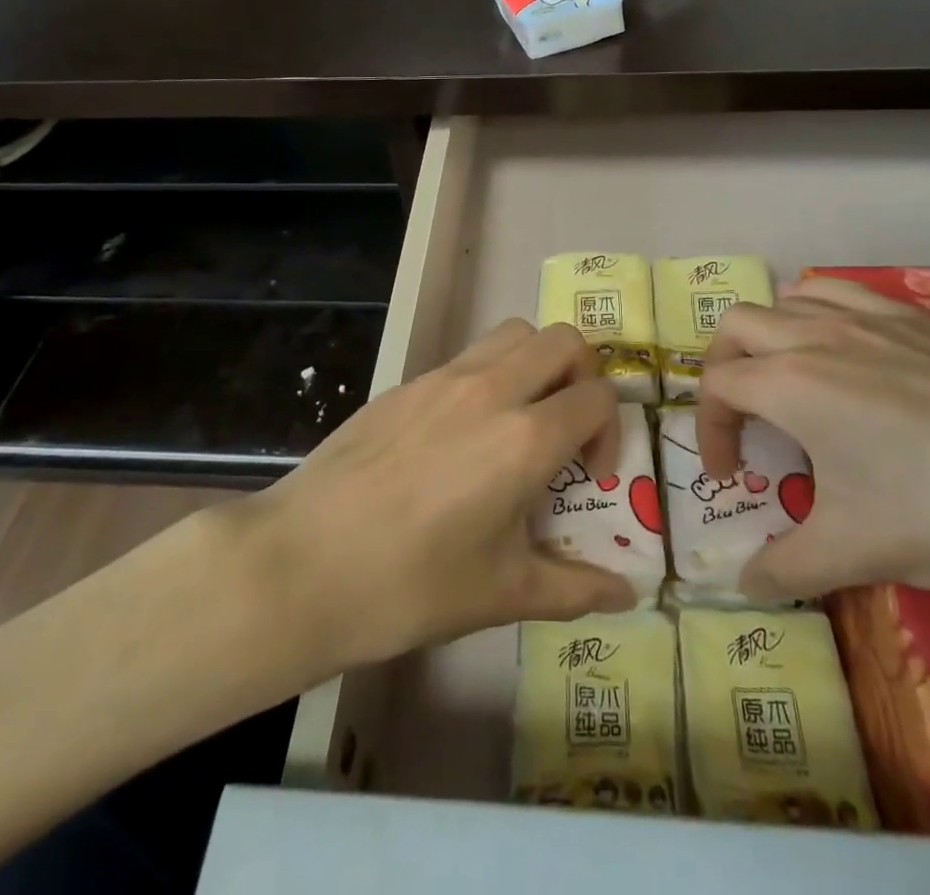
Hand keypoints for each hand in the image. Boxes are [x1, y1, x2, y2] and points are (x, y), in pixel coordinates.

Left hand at [248, 319, 634, 669]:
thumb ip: (574, 587)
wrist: (301, 563)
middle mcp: (491, 390)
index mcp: (523, 438)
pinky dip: (489, 376)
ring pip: (513, 334)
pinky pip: (467, 356)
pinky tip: (462, 436)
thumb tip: (628, 595)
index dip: (610, 433)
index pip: (598, 397)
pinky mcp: (406, 383)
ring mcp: (443, 378)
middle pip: (563, 340)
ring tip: (520, 421)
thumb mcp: (501, 594)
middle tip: (565, 429)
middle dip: (583, 377)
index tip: (590, 477)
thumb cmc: (408, 585)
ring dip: (536, 364)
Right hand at [698, 276, 929, 600]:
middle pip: (737, 325)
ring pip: (788, 297)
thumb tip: (744, 586)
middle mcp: (817, 335)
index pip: (716, 386)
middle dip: (722, 367)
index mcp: (791, 384)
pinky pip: (841, 292)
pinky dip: (819, 312)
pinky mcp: (914, 315)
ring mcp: (868, 316)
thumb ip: (787, 568)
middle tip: (743, 417)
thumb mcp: (859, 551)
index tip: (732, 478)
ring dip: (769, 333)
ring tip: (788, 379)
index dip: (709, 432)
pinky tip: (845, 351)